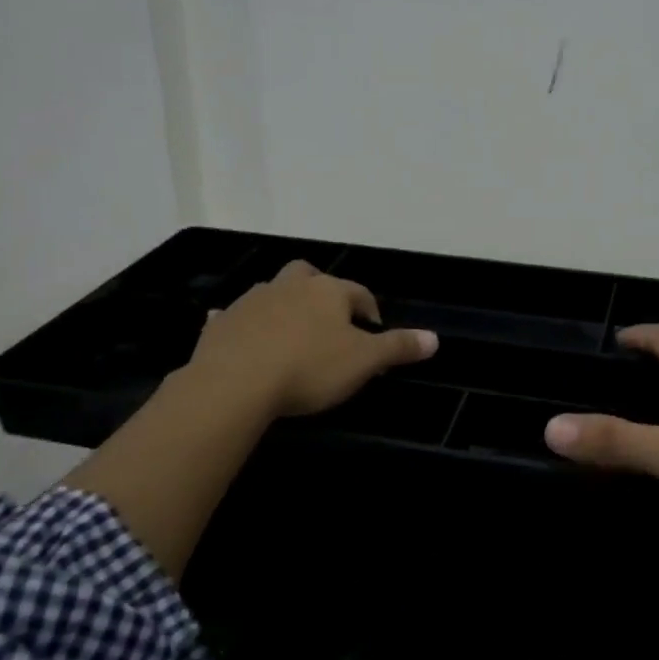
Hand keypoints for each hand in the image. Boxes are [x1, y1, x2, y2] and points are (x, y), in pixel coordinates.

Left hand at [183, 260, 437, 417]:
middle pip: (309, 276)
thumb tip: (435, 338)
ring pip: (273, 292)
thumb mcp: (364, 362)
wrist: (235, 383)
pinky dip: (245, 324)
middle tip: (328, 320)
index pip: (358, 293)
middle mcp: (290, 286)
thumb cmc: (309, 368)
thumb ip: (398, 347)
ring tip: (291, 334)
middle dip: (321, 291)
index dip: (369, 310)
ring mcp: (253, 301)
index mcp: (328, 291)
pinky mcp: (222, 323)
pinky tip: (247, 341)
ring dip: (284, 305)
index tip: (374, 332)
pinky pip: (237, 316)